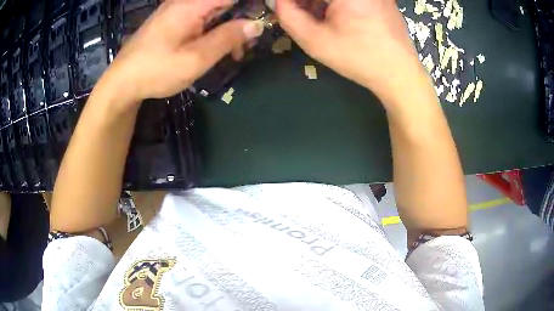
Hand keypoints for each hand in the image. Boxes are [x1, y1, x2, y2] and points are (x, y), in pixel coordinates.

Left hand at [99, 0, 264, 103]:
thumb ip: (227, 38)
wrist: (121, 82)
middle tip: (249, 43)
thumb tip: (256, 24)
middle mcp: (185, 2)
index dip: (253, 4)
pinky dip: (214, 30)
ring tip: (236, 51)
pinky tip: (216, 47)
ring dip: (229, 27)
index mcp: (192, 5)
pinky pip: (202, 17)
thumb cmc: (155, 71)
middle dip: (243, 18)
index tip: (266, 18)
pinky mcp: (173, 20)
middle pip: (225, 2)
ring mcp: (178, 10)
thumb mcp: (195, 59)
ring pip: (215, 10)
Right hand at [276, 0, 431, 105]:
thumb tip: (278, 2)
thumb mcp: (316, 41)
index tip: (286, 9)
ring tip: (314, 17)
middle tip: (297, 12)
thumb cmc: (358, 58)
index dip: (294, 2)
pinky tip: (335, 16)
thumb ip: (289, 16)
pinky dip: (336, 2)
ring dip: (319, 1)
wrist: (399, 74)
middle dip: (306, 1)